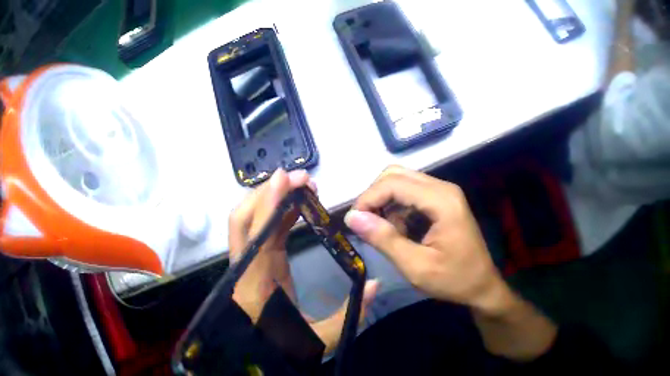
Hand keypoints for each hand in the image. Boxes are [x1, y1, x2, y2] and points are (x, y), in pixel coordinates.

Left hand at [229, 169, 377, 353]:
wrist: (259, 358)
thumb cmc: (284, 350)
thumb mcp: (320, 340)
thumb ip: (349, 315)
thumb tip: (375, 283)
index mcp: (256, 286)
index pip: (257, 236)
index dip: (269, 204)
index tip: (285, 179)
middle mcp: (246, 269)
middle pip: (242, 220)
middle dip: (267, 193)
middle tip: (299, 179)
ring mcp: (249, 265)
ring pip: (250, 222)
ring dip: (273, 200)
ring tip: (303, 187)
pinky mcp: (257, 265)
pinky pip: (263, 232)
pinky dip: (277, 214)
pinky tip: (298, 208)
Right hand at [346, 166, 556, 359]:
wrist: (482, 286)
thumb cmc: (453, 280)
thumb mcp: (416, 266)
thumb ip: (384, 239)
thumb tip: (352, 217)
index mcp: (441, 201)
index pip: (393, 183)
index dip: (368, 199)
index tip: (354, 223)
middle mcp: (443, 188)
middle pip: (396, 175)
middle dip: (375, 197)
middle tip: (366, 225)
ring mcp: (445, 193)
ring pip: (403, 182)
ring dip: (386, 203)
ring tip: (386, 234)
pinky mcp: (444, 201)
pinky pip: (412, 193)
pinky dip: (398, 208)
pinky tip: (400, 232)